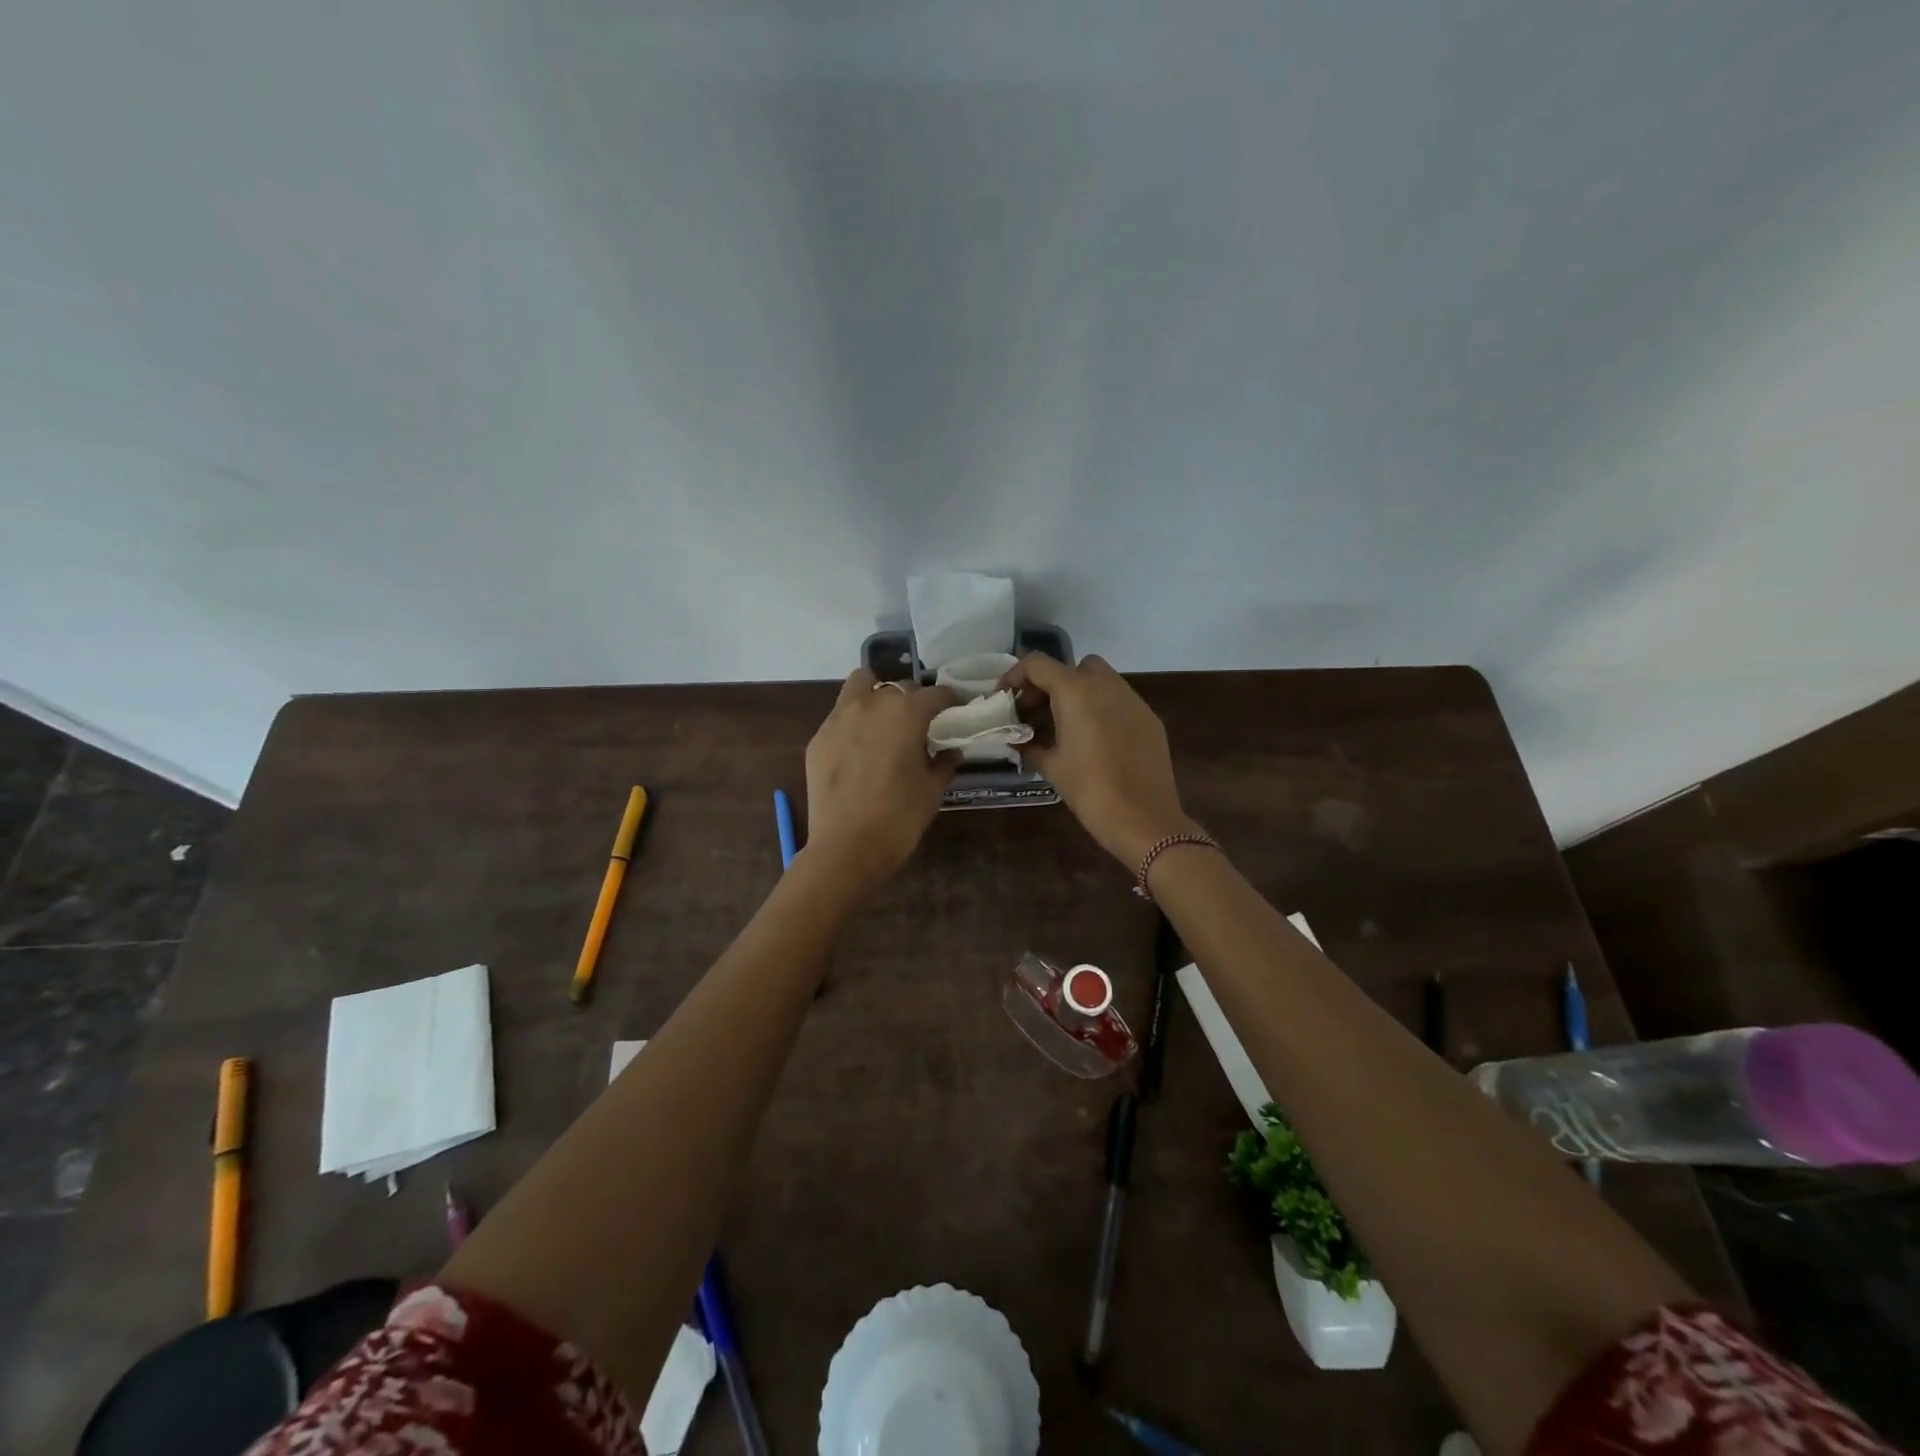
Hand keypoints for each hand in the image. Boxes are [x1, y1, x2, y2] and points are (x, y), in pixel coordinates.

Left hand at [803, 670, 959, 887]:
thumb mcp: (932, 790)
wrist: (847, 847)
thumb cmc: (900, 818)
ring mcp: (839, 718)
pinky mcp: (819, 738)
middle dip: (914, 700)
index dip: (951, 700)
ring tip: (885, 720)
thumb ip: (944, 763)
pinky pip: (840, 716)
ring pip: (860, 685)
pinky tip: (859, 749)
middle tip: (920, 724)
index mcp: (906, 713)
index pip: (936, 694)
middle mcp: (872, 704)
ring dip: (877, 694)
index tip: (957, 709)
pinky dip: (854, 722)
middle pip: (899, 687)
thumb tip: (951, 751)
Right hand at [999, 654, 1198, 866]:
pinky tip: (1095, 741)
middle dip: (1050, 684)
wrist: (1143, 819)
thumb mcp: (1051, 766)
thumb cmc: (1089, 790)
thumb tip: (1017, 739)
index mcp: (1076, 691)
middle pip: (1072, 667)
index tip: (1006, 698)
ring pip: (1100, 680)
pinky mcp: (1149, 718)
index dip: (1015, 676)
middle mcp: (1106, 685)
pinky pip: (1119, 701)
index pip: (1037, 664)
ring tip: (1064, 727)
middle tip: (1036, 714)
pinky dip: (1101, 709)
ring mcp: (1132, 699)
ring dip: (1077, 695)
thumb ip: (1029, 744)